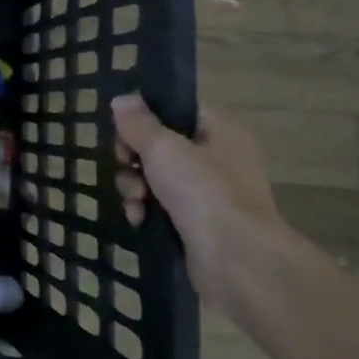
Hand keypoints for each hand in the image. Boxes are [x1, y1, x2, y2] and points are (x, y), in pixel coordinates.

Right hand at [111, 94, 288, 310]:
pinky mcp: (198, 224)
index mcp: (221, 133)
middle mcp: (219, 160)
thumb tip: (122, 99)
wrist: (236, 259)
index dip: (144, 119)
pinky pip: (161, 207)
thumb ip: (138, 122)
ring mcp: (209, 194)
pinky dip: (145, 210)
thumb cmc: (203, 191)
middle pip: (160, 147)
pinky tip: (139, 219)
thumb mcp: (164, 147)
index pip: (176, 112)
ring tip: (134, 201)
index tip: (123, 132)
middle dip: (134, 159)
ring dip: (135, 187)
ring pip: (156, 179)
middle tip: (126, 167)